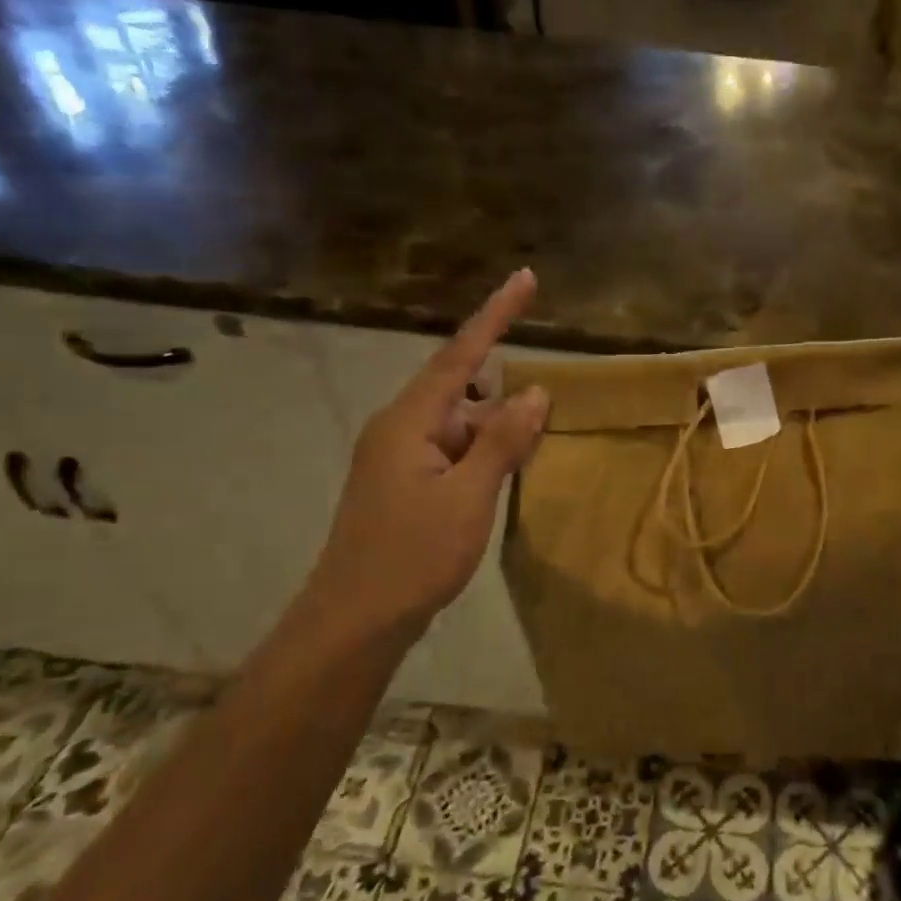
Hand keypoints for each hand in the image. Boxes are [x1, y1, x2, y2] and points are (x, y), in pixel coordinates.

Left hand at [300, 270, 550, 640]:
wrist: (354, 622)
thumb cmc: (412, 556)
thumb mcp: (470, 496)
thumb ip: (503, 441)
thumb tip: (534, 391)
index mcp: (409, 421)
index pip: (460, 355)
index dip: (496, 315)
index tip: (525, 278)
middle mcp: (399, 428)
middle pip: (461, 391)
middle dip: (504, 398)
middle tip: (545, 416)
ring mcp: (398, 458)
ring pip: (459, 426)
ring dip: (495, 433)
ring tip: (530, 452)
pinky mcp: (404, 484)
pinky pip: (452, 452)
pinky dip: (482, 455)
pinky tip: (505, 475)